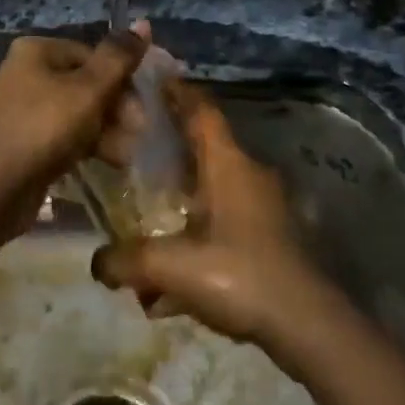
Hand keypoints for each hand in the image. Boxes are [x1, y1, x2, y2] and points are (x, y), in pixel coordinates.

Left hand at [0, 24, 149, 191]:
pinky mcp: (23, 141)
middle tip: (136, 133)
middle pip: (85, 84)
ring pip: (76, 113)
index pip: (92, 55)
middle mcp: (25, 73)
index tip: (141, 109)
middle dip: (115, 110)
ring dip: (106, 131)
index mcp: (36, 51)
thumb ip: (119, 58)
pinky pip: (63, 136)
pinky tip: (108, 162)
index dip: (122, 80)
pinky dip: (86, 145)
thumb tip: (143, 24)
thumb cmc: (46, 126)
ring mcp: (22, 110)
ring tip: (124, 154)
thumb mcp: (90, 89)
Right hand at [90, 81, 342, 362]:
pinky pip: (221, 227)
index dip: (178, 92)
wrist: (308, 326)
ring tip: (143, 224)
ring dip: (179, 204)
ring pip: (211, 193)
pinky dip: (194, 241)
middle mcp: (248, 177)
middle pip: (203, 149)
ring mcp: (263, 209)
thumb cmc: (239, 277)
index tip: (154, 78)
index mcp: (228, 166)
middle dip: (169, 148)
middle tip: (131, 151)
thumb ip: (125, 261)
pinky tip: (168, 289)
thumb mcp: (170, 268)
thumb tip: (96, 264)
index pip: (201, 112)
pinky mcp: (269, 239)